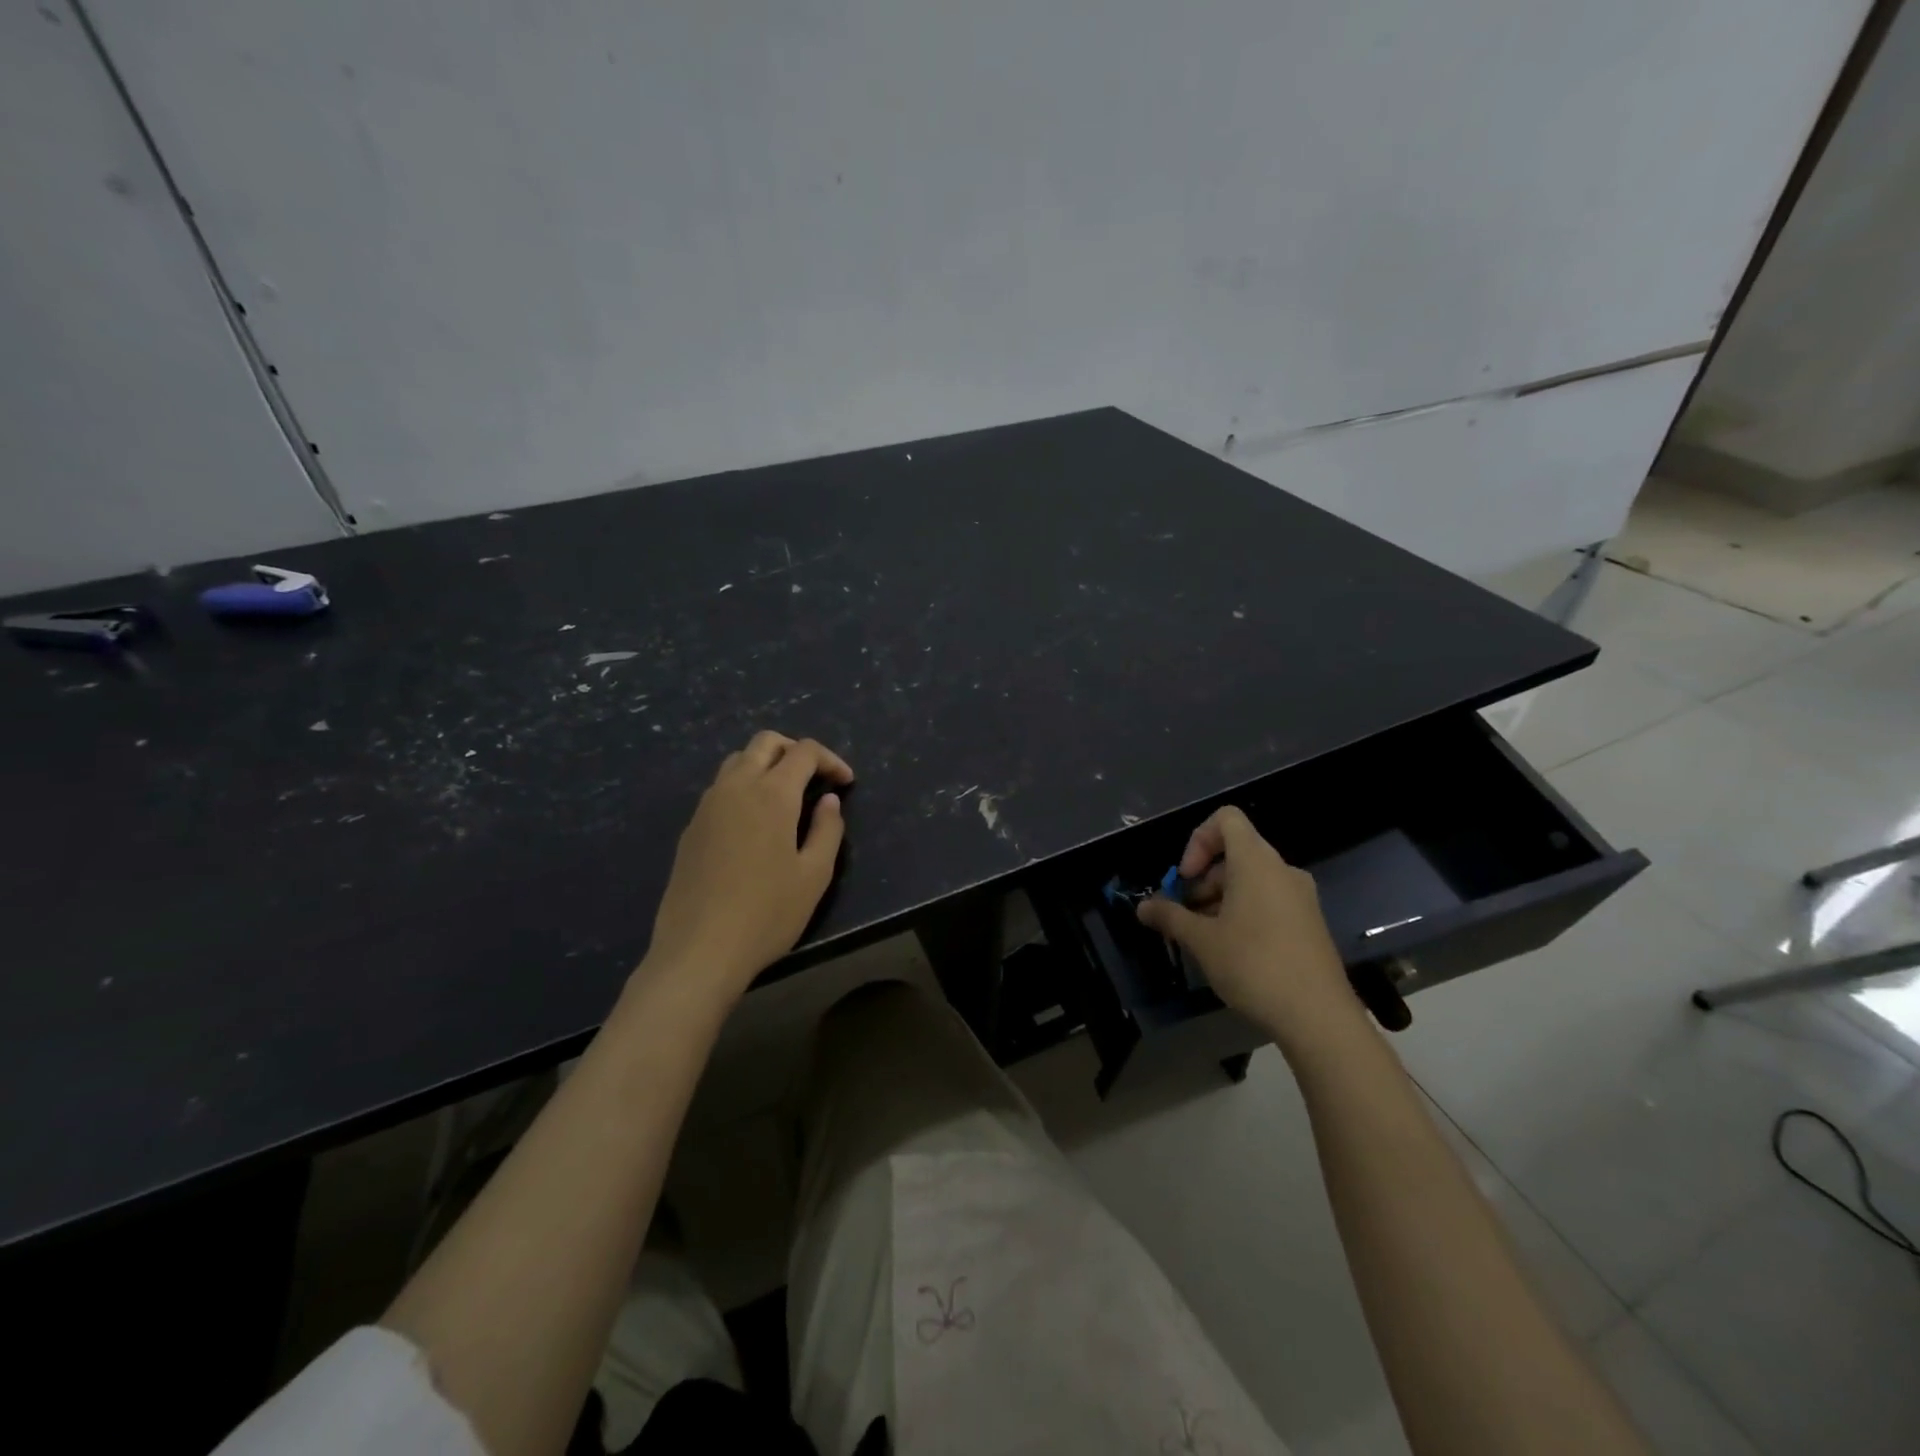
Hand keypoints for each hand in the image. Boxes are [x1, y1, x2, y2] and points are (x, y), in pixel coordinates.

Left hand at [642, 731, 853, 1002]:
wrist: (699, 950)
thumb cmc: (767, 914)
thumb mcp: (814, 875)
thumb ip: (828, 830)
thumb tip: (828, 800)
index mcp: (771, 794)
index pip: (804, 752)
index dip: (831, 760)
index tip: (846, 783)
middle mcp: (736, 787)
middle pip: (765, 743)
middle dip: (796, 750)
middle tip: (816, 777)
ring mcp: (708, 806)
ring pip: (737, 761)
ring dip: (766, 765)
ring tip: (787, 796)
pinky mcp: (691, 828)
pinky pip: (721, 788)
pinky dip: (744, 786)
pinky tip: (756, 823)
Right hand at [1136, 806, 1363, 1051]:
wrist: (1319, 1017)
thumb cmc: (1254, 965)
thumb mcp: (1201, 941)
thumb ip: (1169, 917)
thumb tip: (1143, 907)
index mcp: (1256, 862)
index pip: (1226, 819)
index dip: (1198, 840)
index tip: (1186, 878)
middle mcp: (1282, 871)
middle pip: (1236, 853)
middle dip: (1204, 879)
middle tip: (1186, 915)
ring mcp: (1301, 898)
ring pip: (1252, 881)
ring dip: (1221, 899)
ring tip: (1204, 938)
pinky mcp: (1310, 923)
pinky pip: (1270, 901)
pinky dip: (1245, 913)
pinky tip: (1233, 951)